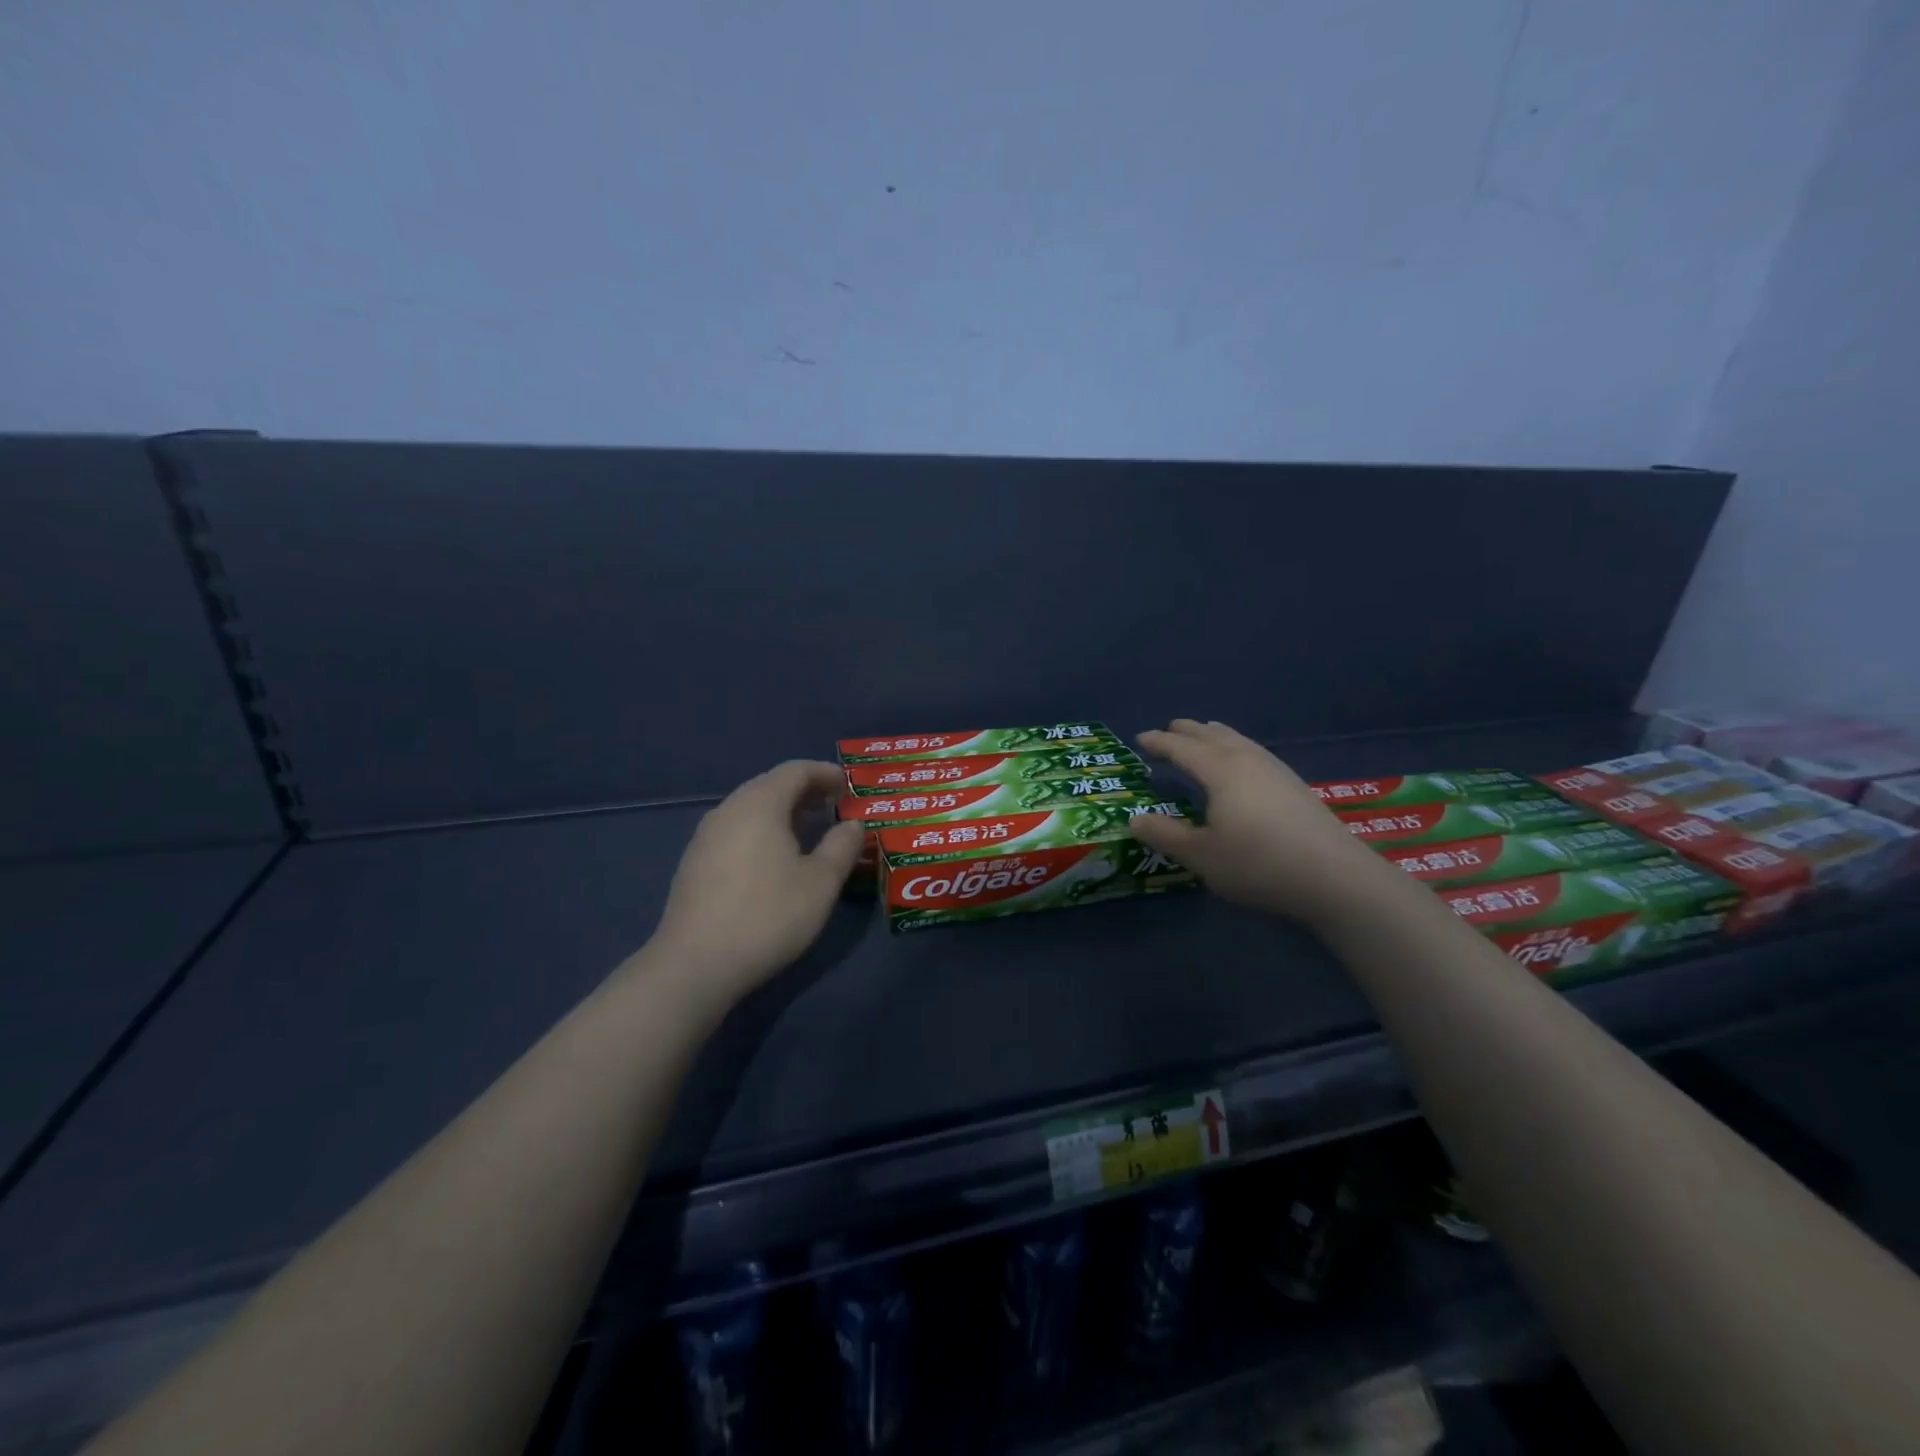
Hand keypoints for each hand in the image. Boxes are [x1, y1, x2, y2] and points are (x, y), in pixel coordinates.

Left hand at [647, 760, 863, 1003]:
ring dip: (782, 812)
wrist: (695, 965)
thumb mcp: (820, 883)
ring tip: (808, 831)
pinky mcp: (695, 863)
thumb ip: (842, 846)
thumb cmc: (767, 915)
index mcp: (760, 804)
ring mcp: (705, 836)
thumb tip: (853, 824)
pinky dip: (762, 831)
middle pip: (770, 785)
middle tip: (833, 805)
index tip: (848, 785)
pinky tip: (774, 859)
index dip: (825, 773)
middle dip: (805, 791)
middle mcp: (728, 810)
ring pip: (750, 809)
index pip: (795, 770)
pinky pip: (736, 830)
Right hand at [1128, 719, 1403, 923]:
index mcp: (1220, 771)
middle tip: (1169, 730)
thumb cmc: (1258, 863)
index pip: (1182, 748)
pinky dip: (1236, 747)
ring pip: (1238, 741)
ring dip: (1215, 735)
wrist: (1334, 877)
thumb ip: (1165, 835)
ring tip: (1204, 735)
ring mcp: (1275, 771)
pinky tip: (1243, 764)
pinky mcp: (1295, 786)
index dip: (1159, 742)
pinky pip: (1254, 752)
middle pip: (1212, 736)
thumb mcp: (1201, 855)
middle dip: (1187, 731)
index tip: (1140, 739)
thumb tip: (1134, 819)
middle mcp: (1247, 761)